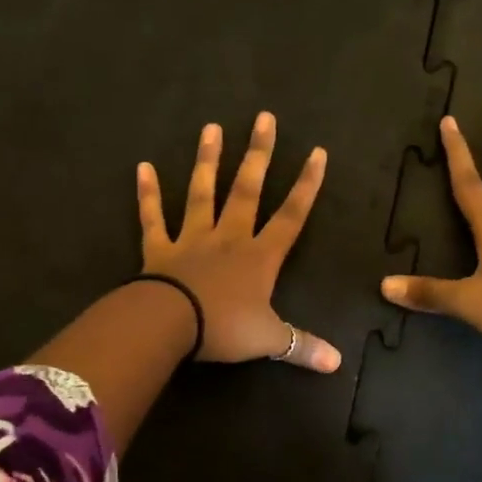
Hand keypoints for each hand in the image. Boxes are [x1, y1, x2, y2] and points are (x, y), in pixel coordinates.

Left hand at [138, 113, 341, 372]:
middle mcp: (229, 237)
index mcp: (259, 256)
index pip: (291, 215)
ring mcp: (192, 238)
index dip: (306, 185)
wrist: (169, 325)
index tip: (317, 151)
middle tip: (263, 118)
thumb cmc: (224, 328)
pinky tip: (143, 166)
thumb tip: (337, 364)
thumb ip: (302, 346)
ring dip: (207, 160)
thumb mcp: (269, 339)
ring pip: (202, 193)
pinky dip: (147, 194)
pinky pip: (153, 217)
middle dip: (258, 154)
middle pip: (247, 190)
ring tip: (211, 127)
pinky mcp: (158, 248)